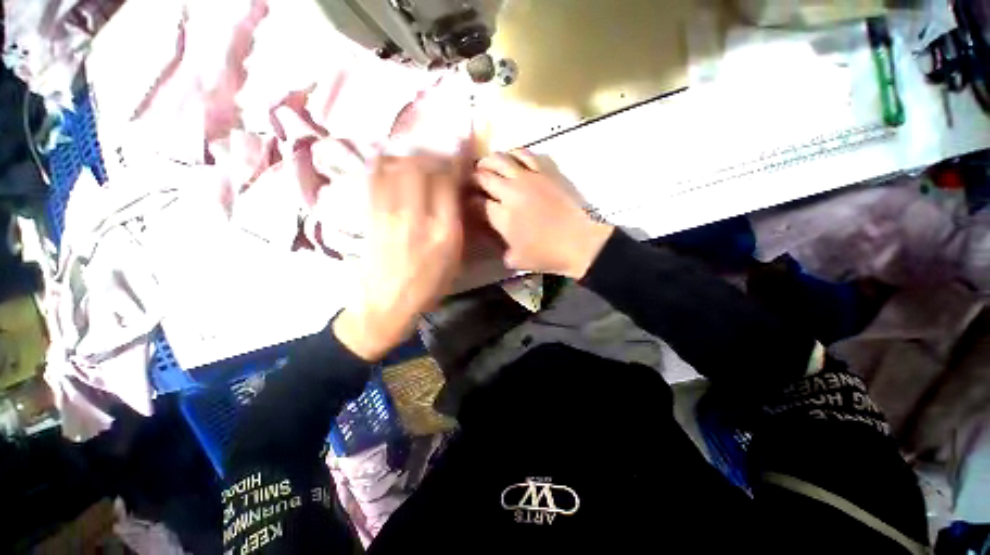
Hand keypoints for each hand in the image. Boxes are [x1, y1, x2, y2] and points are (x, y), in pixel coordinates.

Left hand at [334, 154, 464, 360]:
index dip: (454, 163)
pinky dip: (383, 164)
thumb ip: (458, 226)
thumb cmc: (428, 287)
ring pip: (397, 168)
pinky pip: (375, 179)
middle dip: (433, 155)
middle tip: (439, 157)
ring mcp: (390, 215)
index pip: (448, 184)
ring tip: (417, 157)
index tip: (460, 155)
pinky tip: (391, 161)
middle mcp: (417, 219)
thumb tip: (459, 197)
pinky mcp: (370, 216)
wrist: (386, 305)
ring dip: (410, 156)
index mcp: (444, 233)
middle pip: (421, 168)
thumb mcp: (455, 261)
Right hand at [473, 150, 612, 278]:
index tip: (470, 203)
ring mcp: (528, 178)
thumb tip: (493, 235)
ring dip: (489, 161)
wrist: (578, 243)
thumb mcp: (514, 260)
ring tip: (488, 166)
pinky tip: (513, 160)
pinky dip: (514, 154)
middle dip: (474, 178)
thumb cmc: (546, 255)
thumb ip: (499, 247)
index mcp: (501, 216)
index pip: (476, 202)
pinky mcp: (545, 171)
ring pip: (500, 158)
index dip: (469, 201)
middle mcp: (510, 192)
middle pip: (483, 176)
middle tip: (474, 183)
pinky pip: (525, 153)